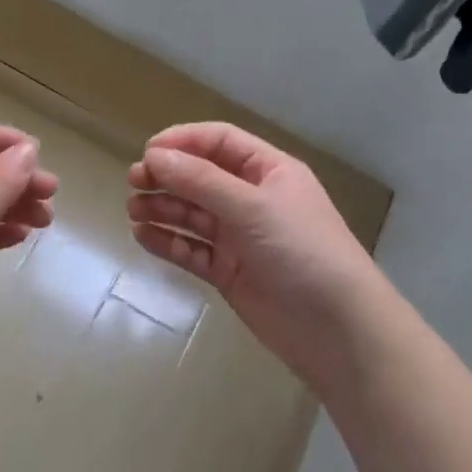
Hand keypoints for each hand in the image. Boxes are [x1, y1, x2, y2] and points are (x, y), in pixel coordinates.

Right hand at [127, 122, 387, 395]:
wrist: (337, 330)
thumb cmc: (301, 251)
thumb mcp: (252, 207)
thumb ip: (201, 181)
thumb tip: (153, 156)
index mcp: (268, 171)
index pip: (219, 142)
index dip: (183, 141)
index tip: (148, 152)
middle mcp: (252, 198)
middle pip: (201, 177)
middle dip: (168, 176)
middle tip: (134, 182)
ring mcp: (240, 237)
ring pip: (192, 213)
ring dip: (163, 208)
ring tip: (133, 210)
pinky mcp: (229, 271)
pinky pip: (192, 249)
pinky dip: (168, 241)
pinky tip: (143, 237)